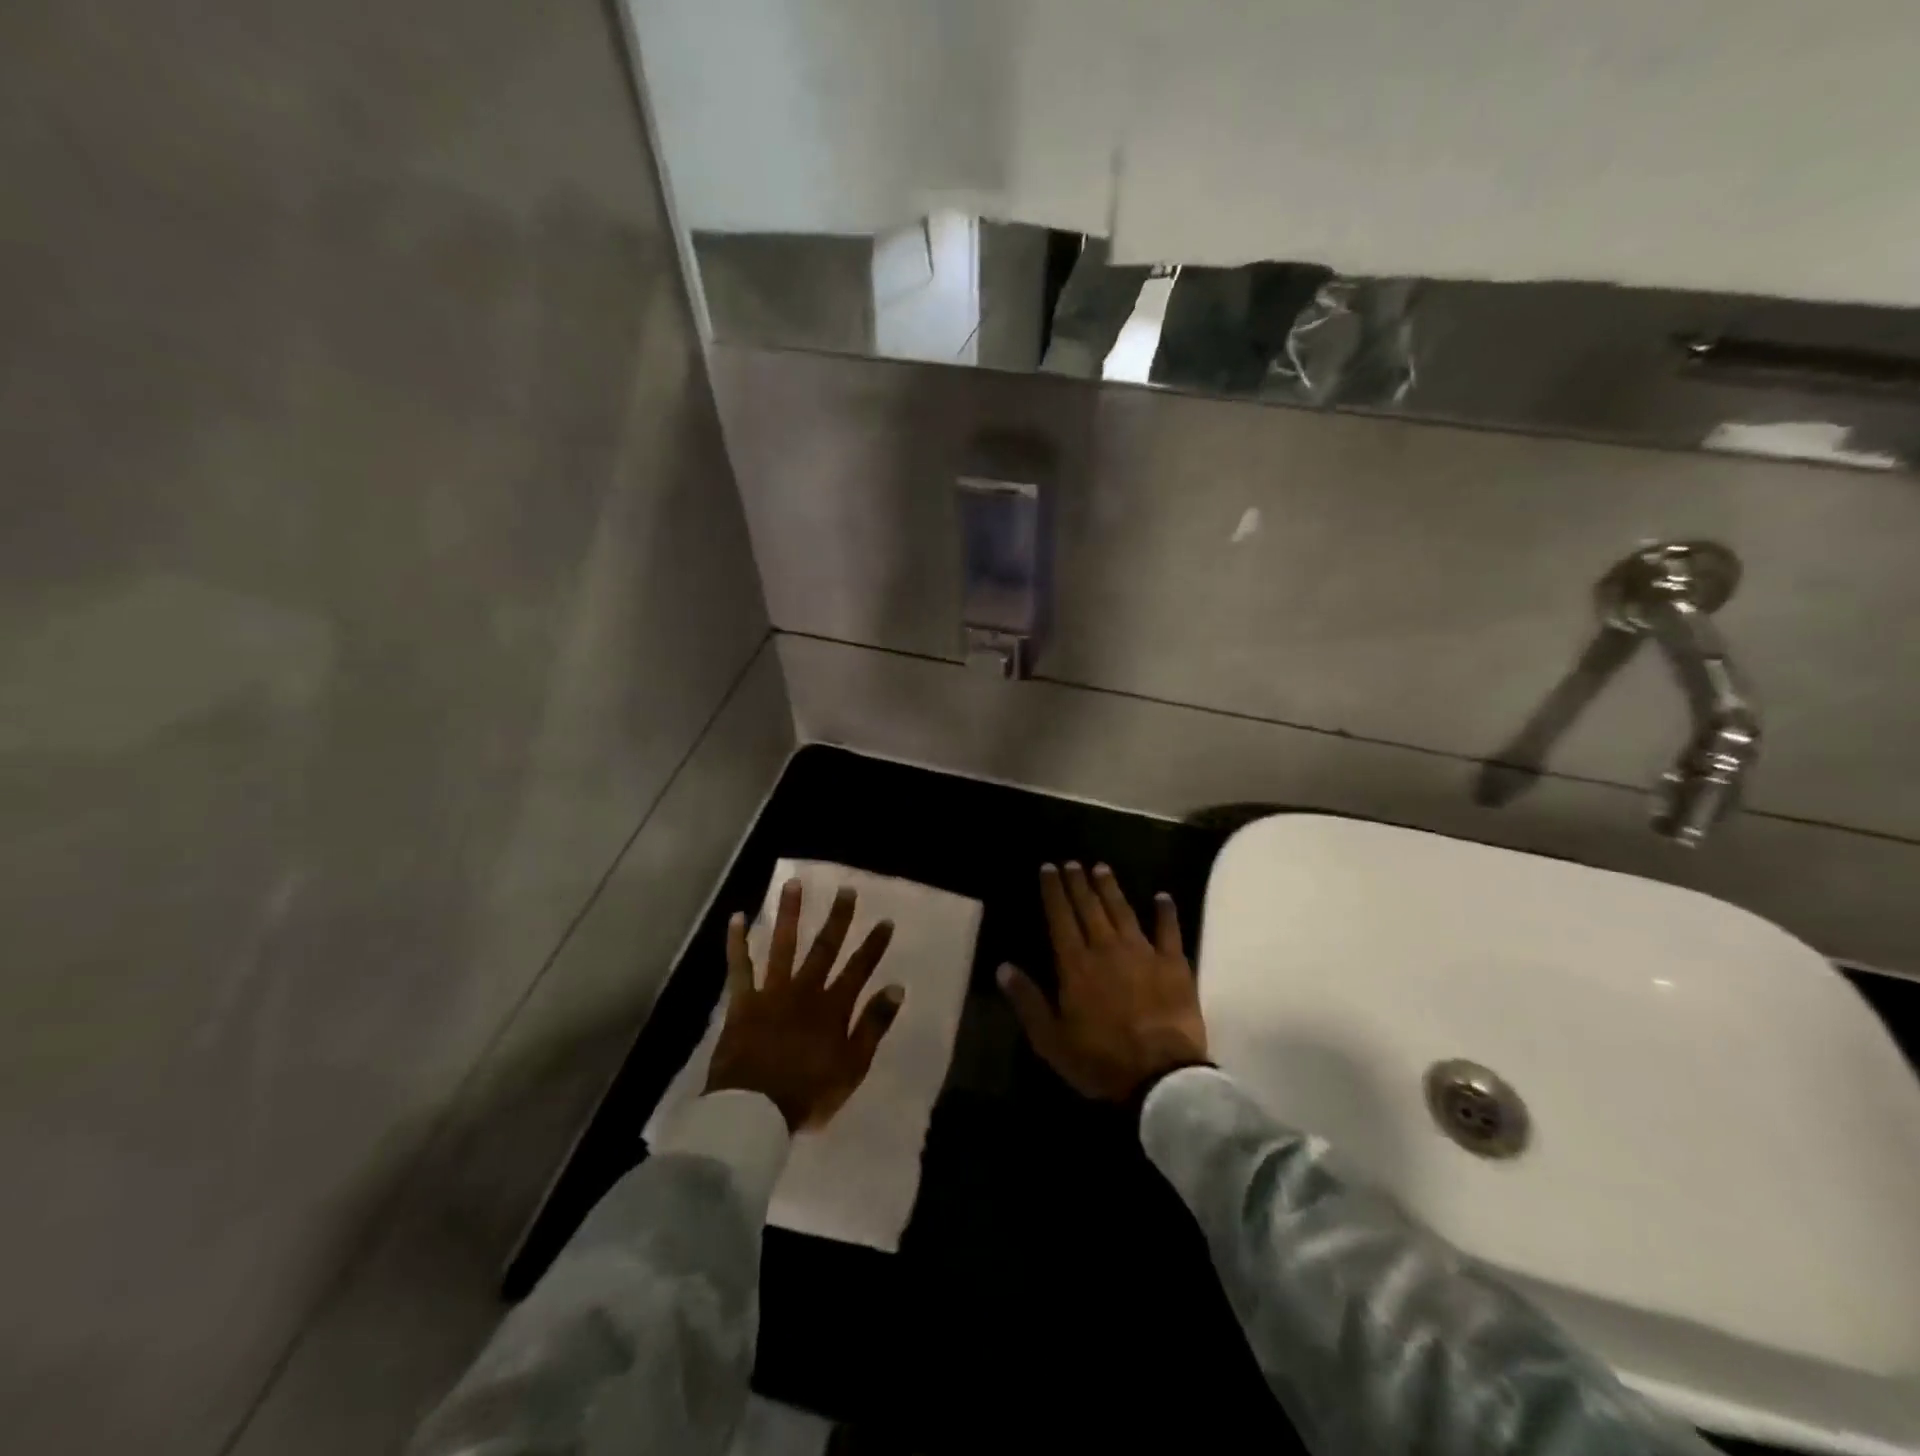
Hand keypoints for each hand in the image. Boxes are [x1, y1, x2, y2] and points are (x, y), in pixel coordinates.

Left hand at [705, 879, 903, 1132]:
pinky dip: (737, 942)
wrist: (754, 1111)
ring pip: (783, 945)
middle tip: (846, 890)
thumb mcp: (853, 1066)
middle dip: (837, 918)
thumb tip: (896, 988)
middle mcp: (805, 990)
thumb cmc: (809, 1094)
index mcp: (833, 1008)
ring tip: (792, 884)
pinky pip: (739, 967)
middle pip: (824, 948)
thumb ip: (874, 1025)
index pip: (859, 969)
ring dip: (789, 913)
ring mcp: (772, 993)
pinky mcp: (743, 1002)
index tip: (885, 921)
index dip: (873, 945)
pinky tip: (737, 917)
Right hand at [998, 862, 1207, 1103]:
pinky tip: (1162, 897)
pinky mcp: (1173, 964)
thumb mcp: (1050, 1039)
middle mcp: (1107, 948)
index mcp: (1075, 964)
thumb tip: (1003, 967)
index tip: (1048, 868)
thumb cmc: (1100, 1060)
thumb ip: (1027, 1000)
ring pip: (1123, 911)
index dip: (1053, 891)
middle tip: (1072, 862)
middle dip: (1078, 882)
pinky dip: (1165, 912)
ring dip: (1111, 888)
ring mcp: (1143, 952)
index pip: (1060, 917)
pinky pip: (1169, 930)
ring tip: (1102, 868)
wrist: (1160, 1076)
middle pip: (1090, 907)